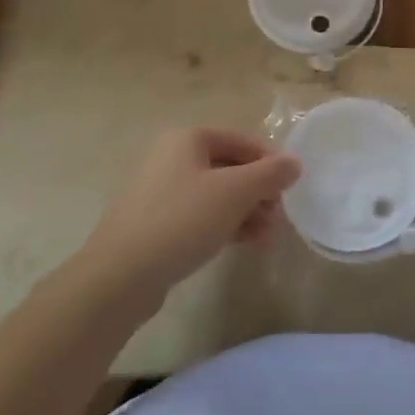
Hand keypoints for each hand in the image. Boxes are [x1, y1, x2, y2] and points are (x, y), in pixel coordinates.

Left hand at [76, 128, 300, 306]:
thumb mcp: (235, 192)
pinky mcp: (155, 223)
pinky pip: (199, 215)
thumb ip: (270, 174)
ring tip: (265, 237)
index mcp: (187, 139)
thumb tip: (294, 163)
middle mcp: (171, 157)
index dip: (270, 161)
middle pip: (229, 167)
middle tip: (278, 218)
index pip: (241, 140)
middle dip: (259, 192)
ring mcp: (160, 191)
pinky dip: (224, 224)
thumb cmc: (183, 220)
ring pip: (216, 194)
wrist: (121, 274)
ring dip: (246, 211)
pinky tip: (243, 244)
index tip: (290, 188)